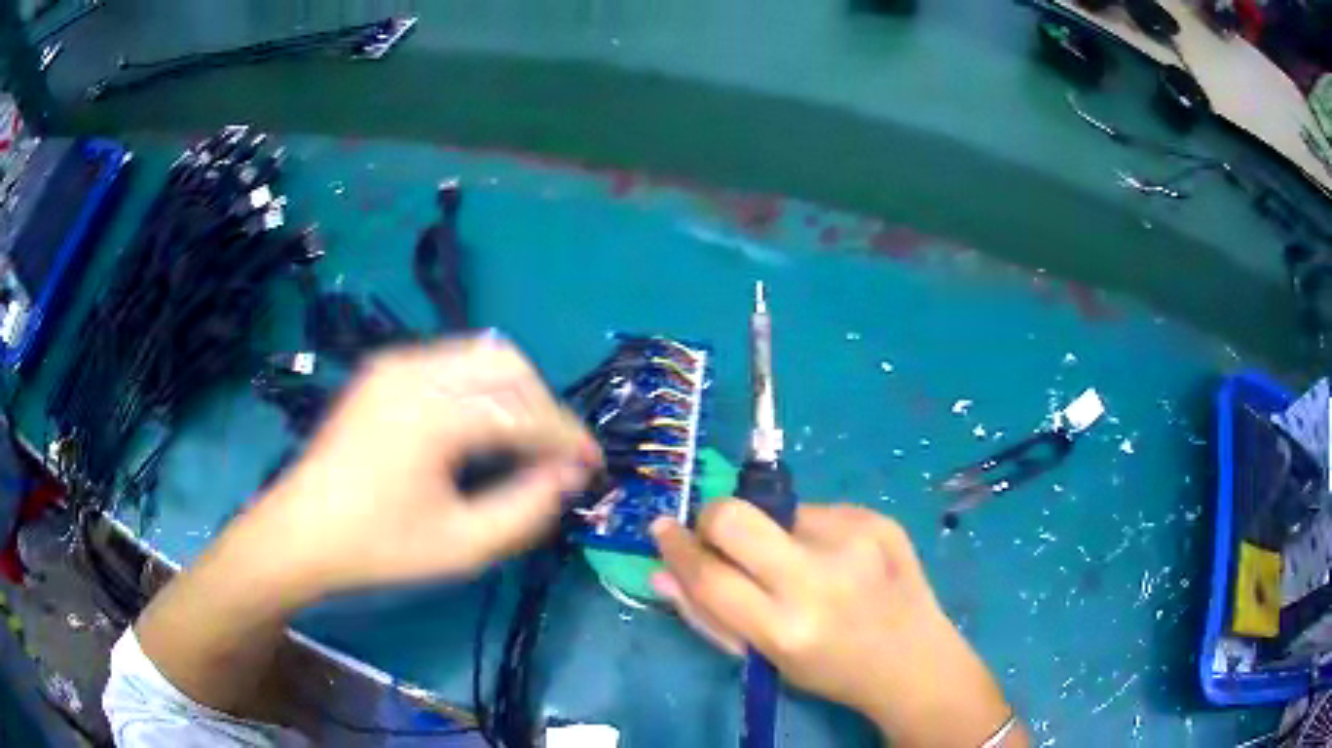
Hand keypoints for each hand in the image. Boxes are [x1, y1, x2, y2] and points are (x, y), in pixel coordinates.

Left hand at [249, 335, 600, 599]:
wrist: (300, 531)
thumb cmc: (378, 546)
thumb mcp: (462, 546)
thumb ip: (527, 508)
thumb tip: (571, 475)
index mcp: (433, 412)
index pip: (523, 410)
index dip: (567, 437)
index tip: (593, 464)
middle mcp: (416, 369)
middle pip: (507, 364)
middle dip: (543, 406)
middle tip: (555, 455)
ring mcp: (396, 362)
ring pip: (480, 354)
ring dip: (514, 392)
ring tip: (523, 441)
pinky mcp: (384, 369)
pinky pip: (451, 361)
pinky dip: (480, 387)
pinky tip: (478, 427)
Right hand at [651, 502, 1023, 746]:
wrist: (916, 661)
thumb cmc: (833, 671)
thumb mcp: (768, 659)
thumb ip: (710, 616)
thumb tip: (662, 571)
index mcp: (786, 627)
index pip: (709, 573)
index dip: (677, 548)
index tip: (663, 531)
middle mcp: (820, 576)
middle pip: (734, 515)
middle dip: (712, 520)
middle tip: (720, 538)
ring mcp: (855, 539)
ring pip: (777, 510)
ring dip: (772, 534)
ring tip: (802, 565)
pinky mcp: (878, 518)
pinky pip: (818, 512)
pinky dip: (811, 532)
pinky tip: (837, 561)